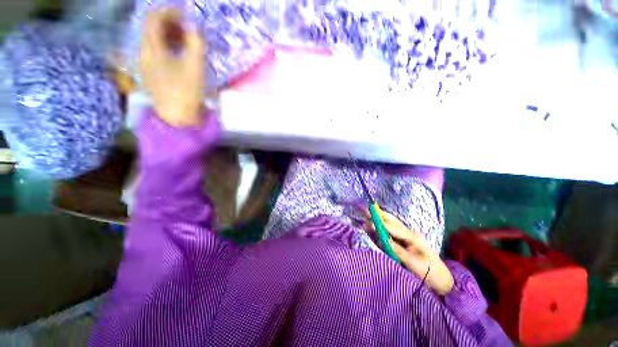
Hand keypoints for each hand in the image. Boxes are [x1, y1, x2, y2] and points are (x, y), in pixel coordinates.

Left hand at [139, 9, 205, 126]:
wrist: (178, 118)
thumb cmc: (186, 92)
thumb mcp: (195, 66)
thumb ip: (195, 43)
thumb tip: (195, 26)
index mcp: (150, 48)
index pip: (153, 18)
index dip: (169, 11)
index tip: (186, 14)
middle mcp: (143, 53)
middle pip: (151, 28)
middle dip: (170, 23)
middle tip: (188, 28)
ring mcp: (145, 64)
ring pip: (154, 40)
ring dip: (169, 35)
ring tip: (186, 40)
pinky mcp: (151, 74)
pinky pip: (156, 52)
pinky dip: (167, 47)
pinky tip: (180, 54)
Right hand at [364, 209, 453, 294]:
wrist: (442, 281)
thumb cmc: (430, 272)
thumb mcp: (415, 264)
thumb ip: (399, 251)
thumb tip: (384, 240)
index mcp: (413, 238)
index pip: (395, 229)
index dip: (383, 224)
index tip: (371, 222)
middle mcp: (408, 234)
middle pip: (392, 221)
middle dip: (380, 215)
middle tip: (367, 208)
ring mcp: (406, 238)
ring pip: (391, 225)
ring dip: (380, 219)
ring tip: (368, 213)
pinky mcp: (403, 243)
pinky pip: (390, 232)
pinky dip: (381, 227)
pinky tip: (374, 225)